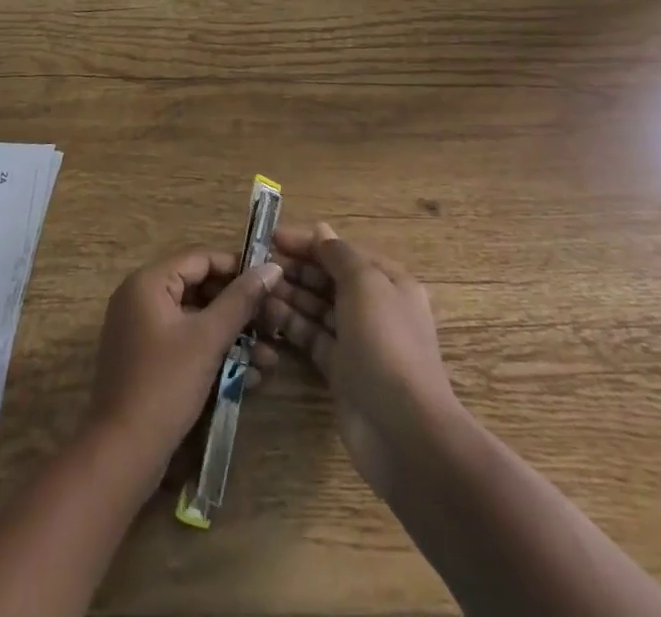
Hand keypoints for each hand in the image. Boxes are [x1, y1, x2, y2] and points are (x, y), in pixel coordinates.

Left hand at [87, 248, 281, 476]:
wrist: (122, 454)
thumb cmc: (165, 385)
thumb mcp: (208, 339)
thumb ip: (240, 300)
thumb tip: (272, 267)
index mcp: (148, 282)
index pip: (200, 258)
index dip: (237, 267)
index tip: (270, 282)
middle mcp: (140, 297)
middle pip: (199, 288)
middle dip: (239, 309)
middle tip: (274, 324)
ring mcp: (142, 330)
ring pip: (196, 320)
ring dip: (232, 336)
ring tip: (270, 357)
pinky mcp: (147, 360)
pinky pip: (186, 343)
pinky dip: (214, 353)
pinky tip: (249, 376)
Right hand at [262, 221, 457, 494]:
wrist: (403, 430)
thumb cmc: (386, 342)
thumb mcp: (364, 284)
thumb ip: (339, 254)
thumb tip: (321, 230)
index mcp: (388, 282)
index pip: (343, 252)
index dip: (309, 243)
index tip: (273, 237)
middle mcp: (374, 308)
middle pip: (329, 279)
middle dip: (296, 268)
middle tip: (257, 263)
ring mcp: (357, 341)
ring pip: (318, 308)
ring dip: (290, 294)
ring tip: (256, 287)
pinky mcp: (341, 371)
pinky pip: (312, 337)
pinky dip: (292, 324)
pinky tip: (267, 313)